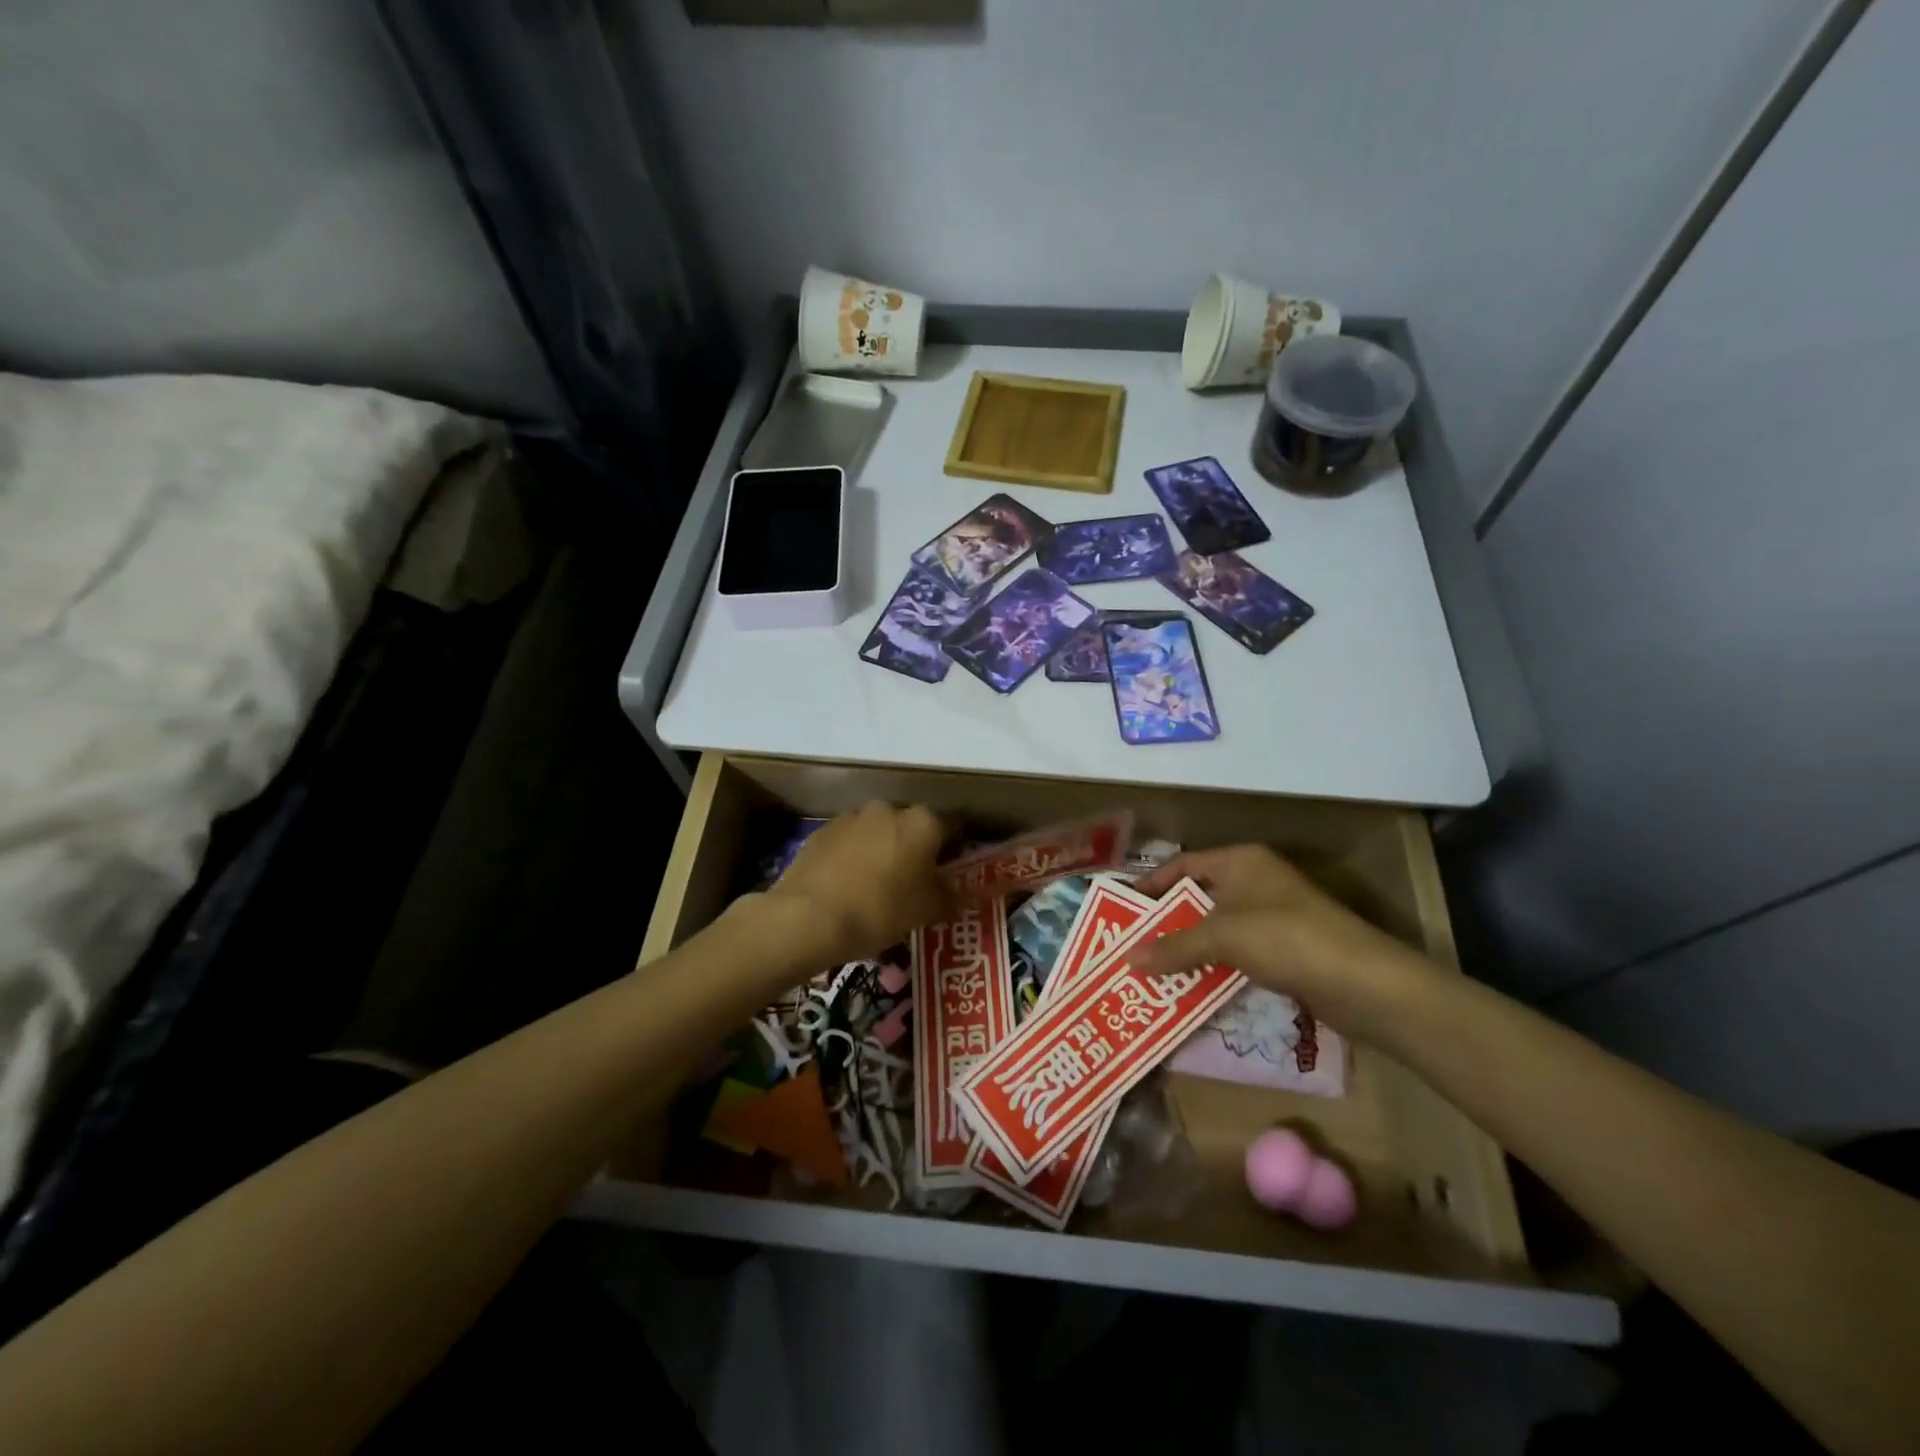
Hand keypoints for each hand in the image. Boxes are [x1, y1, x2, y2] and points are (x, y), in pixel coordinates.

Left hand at [762, 801, 950, 966]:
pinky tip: (847, 884)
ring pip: (878, 831)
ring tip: (876, 884)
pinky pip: (848, 841)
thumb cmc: (880, 910)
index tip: (951, 870)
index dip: (956, 848)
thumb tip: (958, 894)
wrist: (808, 917)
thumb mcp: (926, 911)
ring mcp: (852, 816)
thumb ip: (949, 897)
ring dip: (882, 849)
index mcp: (923, 822)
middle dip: (915, 848)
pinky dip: (853, 856)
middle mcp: (889, 809)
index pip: (953, 826)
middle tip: (914, 881)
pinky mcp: (822, 831)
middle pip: (912, 826)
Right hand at [1134, 845, 1438, 1046]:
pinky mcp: (1283, 952)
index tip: (1121, 908)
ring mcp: (1270, 918)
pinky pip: (1234, 954)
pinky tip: (1187, 986)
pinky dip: (1211, 967)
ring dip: (1186, 949)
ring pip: (1215, 929)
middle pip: (1197, 897)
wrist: (1365, 984)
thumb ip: (1174, 947)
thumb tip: (1127, 959)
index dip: (1151, 885)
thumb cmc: (1287, 938)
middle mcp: (1254, 882)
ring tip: (1148, 969)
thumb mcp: (1223, 937)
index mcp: (1241, 862)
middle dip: (1165, 922)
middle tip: (1128, 944)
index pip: (1183, 865)